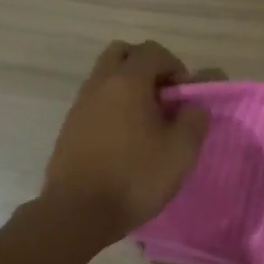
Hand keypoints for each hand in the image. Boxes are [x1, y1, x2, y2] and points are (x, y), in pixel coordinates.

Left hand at [41, 40, 209, 240]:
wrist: (78, 212)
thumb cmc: (135, 177)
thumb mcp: (180, 151)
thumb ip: (194, 119)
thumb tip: (193, 106)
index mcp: (127, 81)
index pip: (153, 51)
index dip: (175, 67)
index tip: (183, 97)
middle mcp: (100, 84)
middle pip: (122, 54)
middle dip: (146, 67)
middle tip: (162, 98)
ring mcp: (80, 104)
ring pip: (105, 77)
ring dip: (128, 88)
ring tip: (146, 122)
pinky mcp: (70, 127)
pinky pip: (95, 101)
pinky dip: (112, 107)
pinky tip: (124, 140)